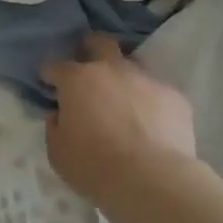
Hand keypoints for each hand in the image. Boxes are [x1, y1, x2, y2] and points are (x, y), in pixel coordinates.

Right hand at [41, 35, 196, 204]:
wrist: (153, 179)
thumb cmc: (96, 166)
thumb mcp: (58, 153)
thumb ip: (55, 127)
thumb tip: (59, 115)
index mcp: (77, 80)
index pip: (56, 66)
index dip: (50, 74)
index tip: (49, 83)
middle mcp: (111, 69)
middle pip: (100, 43)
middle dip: (91, 47)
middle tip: (88, 64)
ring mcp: (145, 79)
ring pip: (132, 64)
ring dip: (123, 76)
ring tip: (123, 98)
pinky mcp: (174, 95)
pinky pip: (157, 92)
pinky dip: (150, 102)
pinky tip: (152, 122)